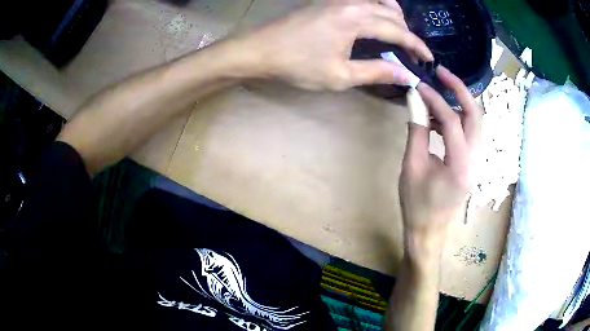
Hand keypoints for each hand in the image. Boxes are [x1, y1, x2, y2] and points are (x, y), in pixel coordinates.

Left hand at [234, 1, 432, 90]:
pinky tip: (377, 17)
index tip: (428, 59)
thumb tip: (406, 74)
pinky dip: (378, 7)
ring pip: (379, 1)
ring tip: (400, 34)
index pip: (398, 30)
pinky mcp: (329, 1)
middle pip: (391, 13)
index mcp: (356, 19)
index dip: (417, 46)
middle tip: (414, 52)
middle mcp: (352, 3)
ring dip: (394, 16)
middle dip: (408, 32)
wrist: (261, 49)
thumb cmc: (298, 65)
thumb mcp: (340, 76)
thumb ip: (376, 72)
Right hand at [399, 66, 481, 259]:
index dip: (435, 99)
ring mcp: (477, 161)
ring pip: (476, 122)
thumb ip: (416, 130)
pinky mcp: (472, 163)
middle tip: (442, 74)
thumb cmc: (417, 204)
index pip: (453, 120)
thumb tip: (414, 100)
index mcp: (461, 165)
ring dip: (459, 103)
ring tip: (437, 94)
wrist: (429, 231)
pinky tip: (438, 120)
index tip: (418, 86)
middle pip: (476, 115)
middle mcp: (476, 160)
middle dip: (460, 90)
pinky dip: (456, 119)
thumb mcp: (412, 166)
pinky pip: (469, 133)